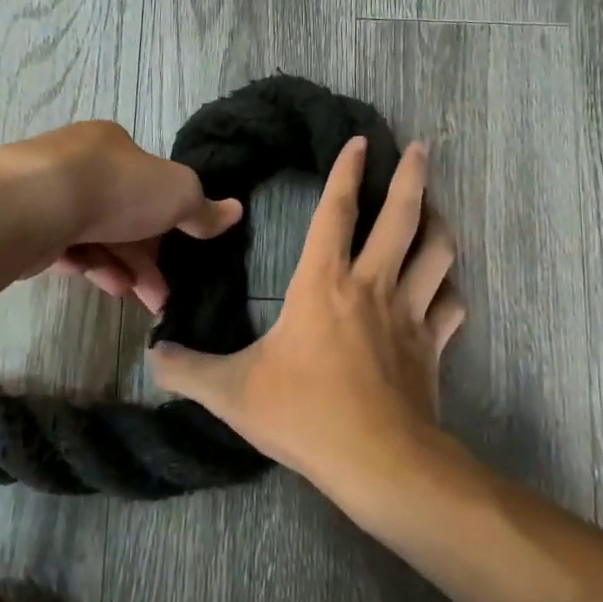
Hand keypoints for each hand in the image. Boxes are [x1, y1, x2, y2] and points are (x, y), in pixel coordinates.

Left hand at [0, 120, 240, 313]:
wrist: (32, 206)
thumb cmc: (114, 190)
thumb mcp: (177, 194)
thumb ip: (203, 209)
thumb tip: (235, 211)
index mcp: (111, 144)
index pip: (147, 182)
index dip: (169, 221)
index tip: (180, 257)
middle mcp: (76, 163)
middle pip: (122, 215)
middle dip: (146, 258)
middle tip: (162, 295)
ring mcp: (45, 194)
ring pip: (94, 235)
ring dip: (121, 268)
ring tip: (136, 297)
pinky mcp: (22, 224)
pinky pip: (64, 248)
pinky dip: (89, 267)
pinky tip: (104, 285)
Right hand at [150, 137, 466, 488]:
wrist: (377, 460)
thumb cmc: (303, 414)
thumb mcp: (230, 392)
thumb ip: (186, 370)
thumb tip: (152, 354)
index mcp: (324, 284)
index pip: (336, 212)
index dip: (346, 171)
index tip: (357, 140)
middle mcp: (372, 286)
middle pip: (402, 217)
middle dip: (411, 175)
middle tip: (420, 148)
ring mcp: (409, 315)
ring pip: (437, 254)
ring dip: (438, 224)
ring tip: (435, 209)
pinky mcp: (432, 347)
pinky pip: (450, 306)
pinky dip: (448, 291)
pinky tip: (444, 289)